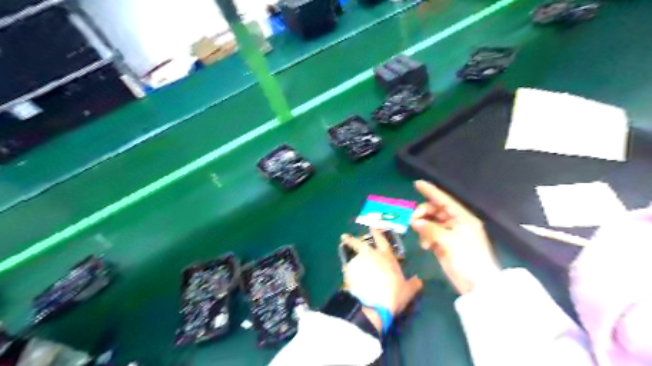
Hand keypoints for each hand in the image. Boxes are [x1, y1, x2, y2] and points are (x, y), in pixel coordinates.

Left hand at [342, 230, 423, 315]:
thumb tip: (419, 280)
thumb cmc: (394, 295)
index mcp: (387, 256)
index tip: (372, 226)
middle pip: (359, 243)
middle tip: (344, 237)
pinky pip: (348, 270)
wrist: (374, 304)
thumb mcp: (408, 290)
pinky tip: (349, 281)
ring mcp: (358, 261)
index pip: (382, 240)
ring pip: (353, 257)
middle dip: (352, 239)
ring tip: (350, 268)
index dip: (377, 232)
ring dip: (352, 261)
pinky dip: (348, 274)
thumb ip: (414, 283)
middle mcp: (371, 255)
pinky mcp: (348, 270)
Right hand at [408, 182, 500, 295]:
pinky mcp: (443, 245)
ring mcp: (449, 234)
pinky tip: (425, 246)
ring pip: (430, 222)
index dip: (431, 191)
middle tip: (412, 219)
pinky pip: (429, 235)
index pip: (444, 200)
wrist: (476, 284)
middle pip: (435, 211)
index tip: (417, 183)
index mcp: (462, 217)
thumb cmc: (467, 257)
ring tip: (419, 234)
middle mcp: (455, 223)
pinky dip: (425, 237)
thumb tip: (414, 222)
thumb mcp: (449, 240)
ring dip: (422, 226)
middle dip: (423, 212)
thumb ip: (430, 229)